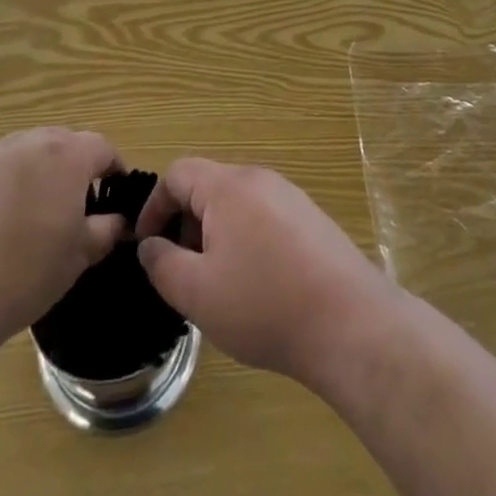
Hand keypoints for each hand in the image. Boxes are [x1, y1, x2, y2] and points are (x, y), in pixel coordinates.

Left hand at [0, 128, 125, 353]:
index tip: (114, 192)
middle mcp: (30, 142)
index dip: (113, 168)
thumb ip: (106, 230)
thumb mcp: (78, 257)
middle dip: (74, 165)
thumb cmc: (24, 274)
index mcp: (67, 156)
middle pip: (63, 142)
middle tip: (75, 203)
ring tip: (34, 212)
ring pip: (27, 152)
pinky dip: (5, 184)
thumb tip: (118, 221)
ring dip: (38, 171)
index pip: (102, 147)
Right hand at [135, 159, 397, 386]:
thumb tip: (149, 245)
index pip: (178, 173)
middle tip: (181, 270)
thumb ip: (162, 264)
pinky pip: (264, 217)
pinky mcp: (312, 219)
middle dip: (186, 223)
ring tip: (216, 283)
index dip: (154, 206)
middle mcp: (260, 179)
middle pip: (209, 186)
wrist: (349, 322)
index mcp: (228, 186)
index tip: (146, 246)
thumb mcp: (196, 292)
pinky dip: (246, 240)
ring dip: (216, 234)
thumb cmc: (263, 304)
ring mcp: (290, 197)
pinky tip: (256, 285)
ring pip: (237, 204)